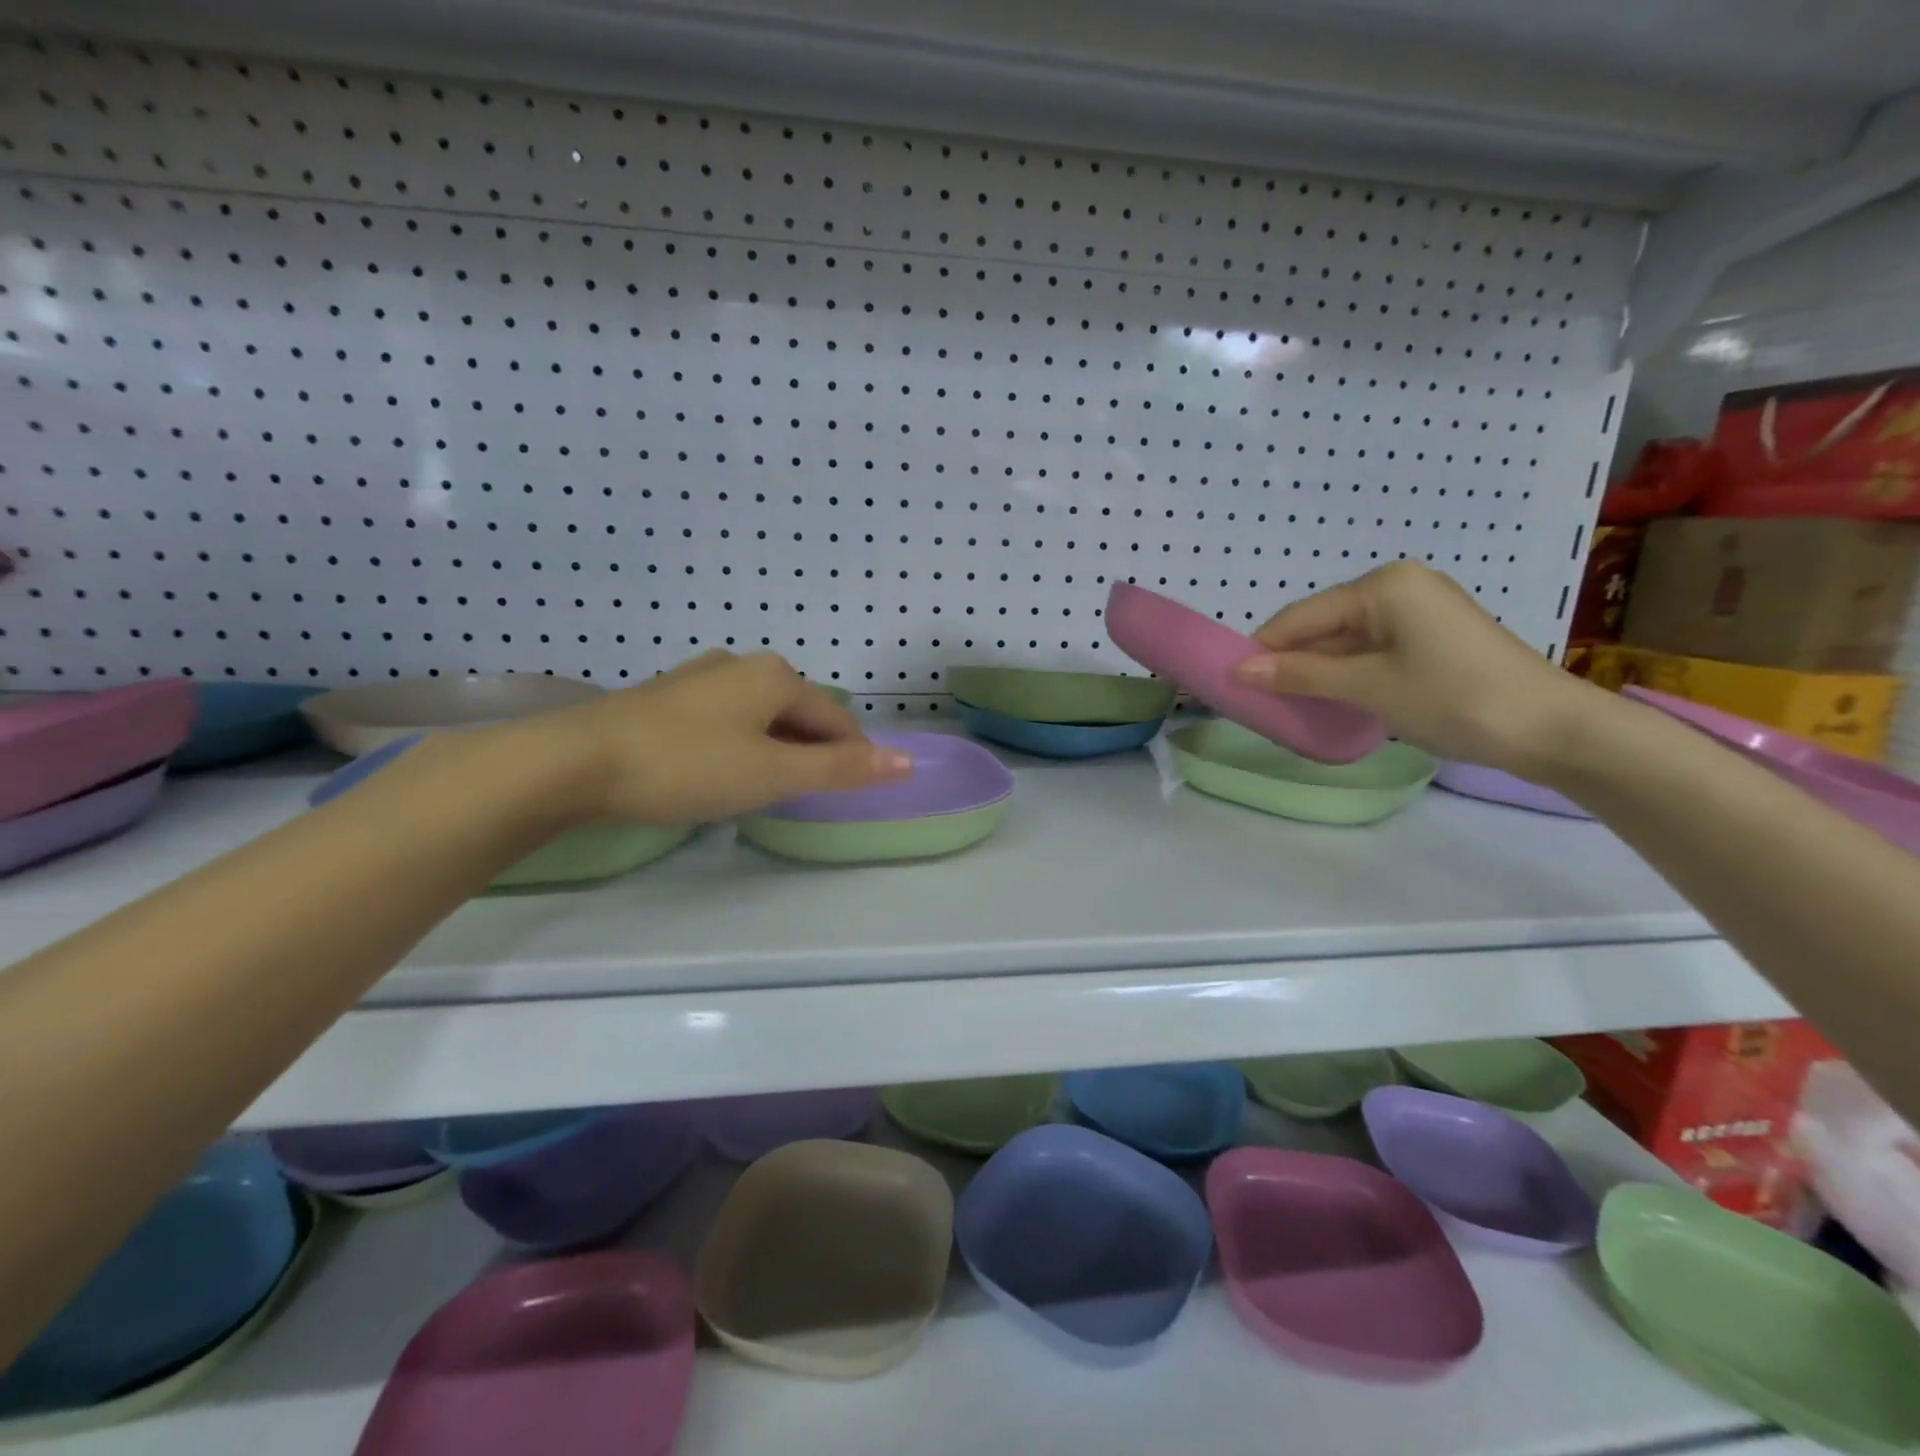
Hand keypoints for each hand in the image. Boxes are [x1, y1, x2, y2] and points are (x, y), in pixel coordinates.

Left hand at [501, 651, 911, 824]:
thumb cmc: (687, 765)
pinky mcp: (666, 697)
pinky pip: (725, 720)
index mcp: (775, 676)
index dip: (851, 755)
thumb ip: (840, 769)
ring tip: (765, 788)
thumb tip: (907, 763)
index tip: (850, 792)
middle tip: (803, 797)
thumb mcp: (773, 774)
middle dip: (810, 752)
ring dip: (775, 749)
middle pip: (798, 713)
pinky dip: (739, 745)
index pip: (835, 718)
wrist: (575, 761)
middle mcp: (741, 665)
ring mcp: (699, 678)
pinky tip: (719, 771)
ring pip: (760, 716)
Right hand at [1227, 561, 1588, 773]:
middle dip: (1290, 662)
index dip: (1262, 650)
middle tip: (1257, 701)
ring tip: (1286, 705)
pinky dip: (1347, 675)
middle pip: (1322, 625)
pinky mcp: (1431, 637)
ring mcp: (1418, 611)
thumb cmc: (1455, 698)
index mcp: (1382, 586)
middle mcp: (1398, 587)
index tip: (1229, 683)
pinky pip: (1371, 650)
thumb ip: (1301, 675)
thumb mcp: (1369, 687)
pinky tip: (1330, 700)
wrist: (1553, 730)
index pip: (1301, 616)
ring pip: (1345, 641)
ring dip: (1317, 672)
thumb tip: (1238, 671)